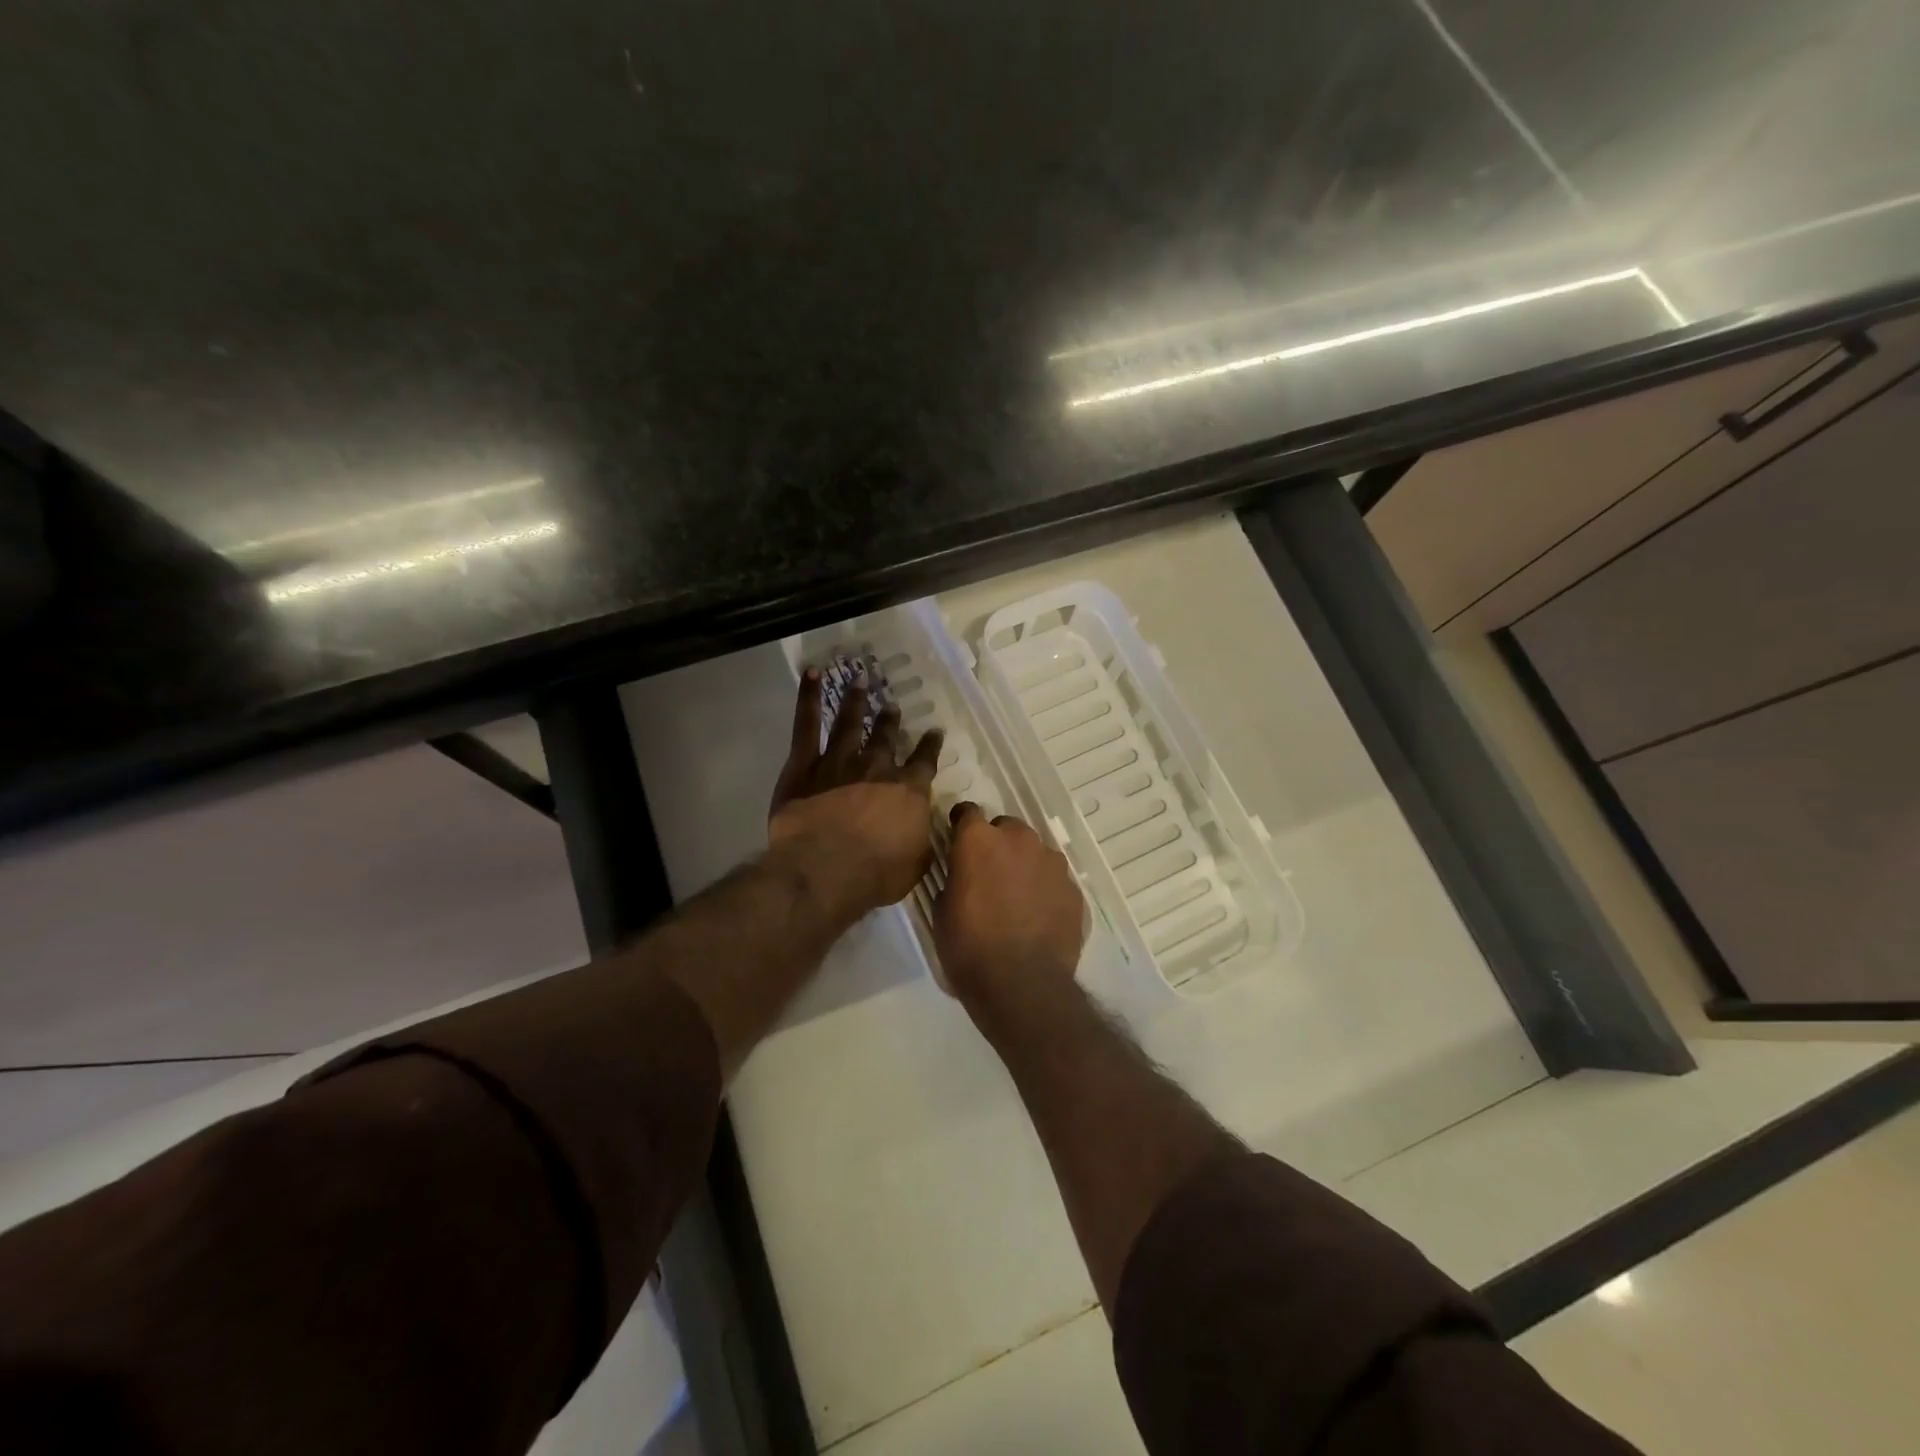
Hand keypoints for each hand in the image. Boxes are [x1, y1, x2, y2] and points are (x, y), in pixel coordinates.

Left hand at [768, 667, 943, 915]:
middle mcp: (877, 767)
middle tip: (891, 708)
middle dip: (889, 721)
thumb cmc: (876, 874)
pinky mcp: (804, 764)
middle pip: (885, 737)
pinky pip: (806, 725)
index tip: (934, 732)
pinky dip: (808, 697)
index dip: (930, 746)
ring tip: (860, 682)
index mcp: (908, 790)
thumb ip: (921, 839)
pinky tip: (812, 675)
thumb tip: (923, 828)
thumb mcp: (916, 862)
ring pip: (849, 723)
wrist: (826, 868)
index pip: (924, 761)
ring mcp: (839, 761)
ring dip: (856, 702)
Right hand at [934, 802, 1086, 1019]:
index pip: (967, 812)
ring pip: (1034, 851)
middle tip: (988, 874)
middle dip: (997, 844)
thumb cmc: (969, 947)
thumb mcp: (942, 910)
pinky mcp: (1073, 888)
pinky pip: (1054, 879)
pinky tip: (1038, 916)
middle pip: (1006, 828)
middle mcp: (1019, 840)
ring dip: (1024, 864)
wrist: (1022, 985)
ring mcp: (1051, 863)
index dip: (961, 825)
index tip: (957, 841)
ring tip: (1017, 897)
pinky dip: (1044, 889)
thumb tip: (963, 873)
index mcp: (979, 840)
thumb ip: (955, 878)